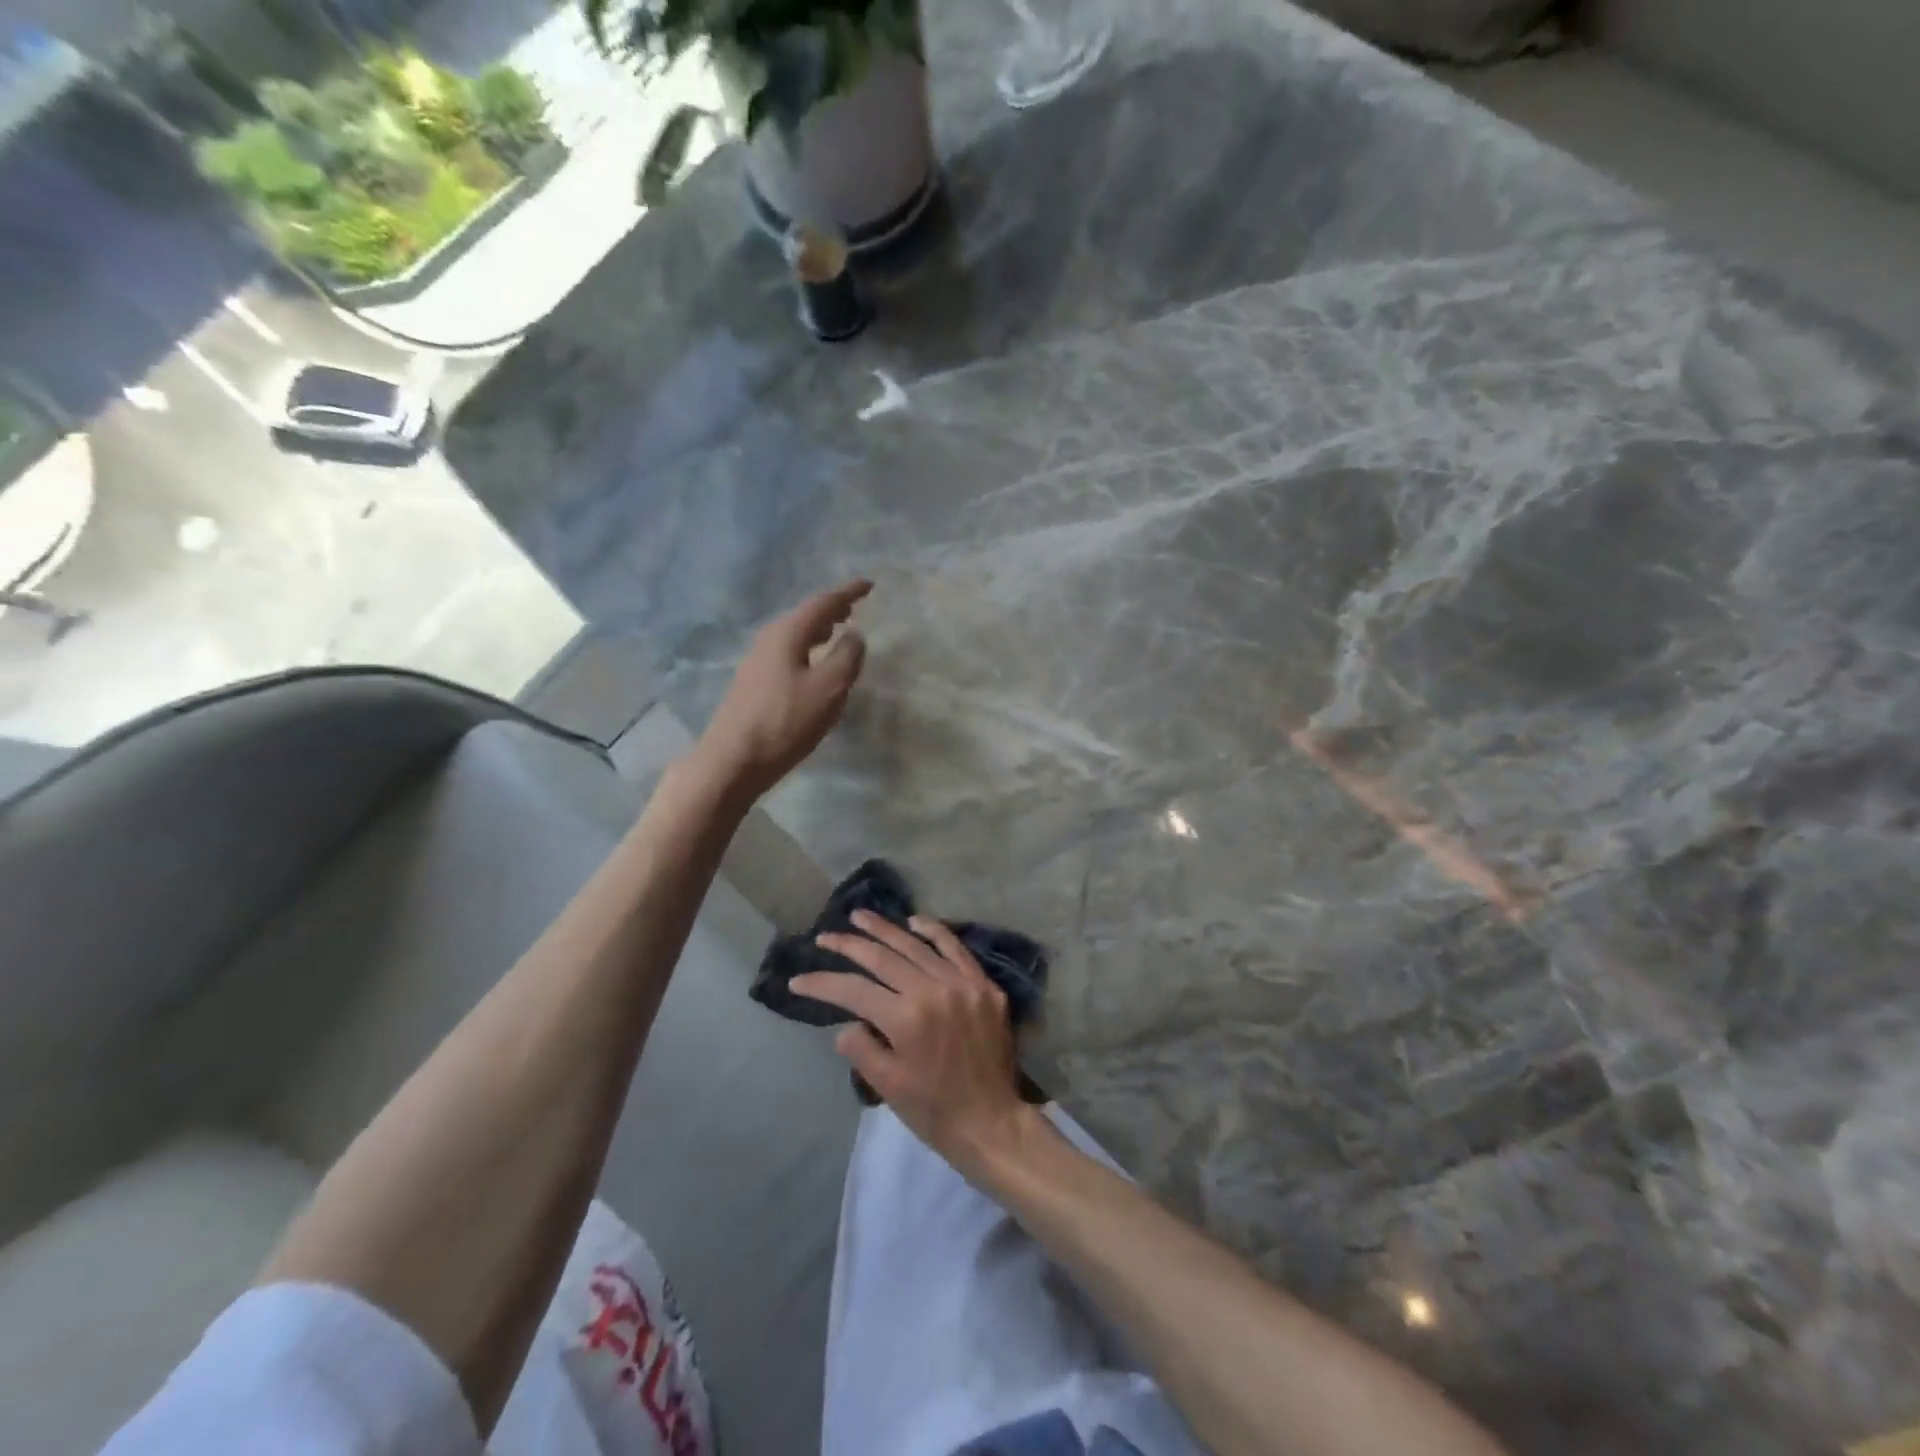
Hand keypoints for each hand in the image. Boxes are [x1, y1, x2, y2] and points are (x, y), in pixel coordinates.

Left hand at [695, 581, 870, 799]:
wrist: (733, 760)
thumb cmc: (786, 721)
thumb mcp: (829, 688)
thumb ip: (847, 657)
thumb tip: (854, 634)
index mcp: (787, 633)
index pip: (822, 603)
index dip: (848, 593)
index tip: (869, 585)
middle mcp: (768, 640)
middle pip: (804, 616)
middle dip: (830, 610)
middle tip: (853, 608)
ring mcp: (757, 662)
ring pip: (794, 635)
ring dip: (817, 630)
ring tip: (836, 632)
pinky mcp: (753, 684)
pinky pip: (787, 653)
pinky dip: (806, 649)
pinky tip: (813, 665)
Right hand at [792, 910, 1028, 1169]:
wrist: (992, 1122)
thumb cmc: (934, 1109)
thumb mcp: (888, 1086)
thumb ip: (861, 1048)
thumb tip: (848, 1022)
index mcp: (906, 1019)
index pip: (853, 990)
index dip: (822, 983)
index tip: (798, 980)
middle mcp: (933, 990)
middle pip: (882, 958)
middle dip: (848, 945)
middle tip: (825, 936)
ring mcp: (962, 983)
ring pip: (917, 945)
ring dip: (886, 929)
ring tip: (860, 917)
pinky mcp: (984, 985)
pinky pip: (956, 949)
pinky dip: (934, 932)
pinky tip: (915, 921)